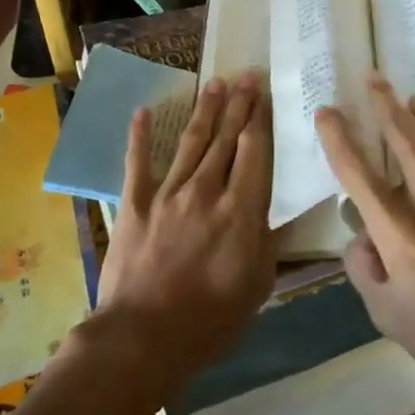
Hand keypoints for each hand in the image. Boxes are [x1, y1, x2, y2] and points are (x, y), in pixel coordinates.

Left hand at [95, 71, 276, 389]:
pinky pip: (138, 163)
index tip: (265, 93)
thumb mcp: (257, 286)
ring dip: (204, 111)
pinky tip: (144, 111)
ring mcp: (168, 193)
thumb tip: (279, 212)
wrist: (142, 339)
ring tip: (215, 84)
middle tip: (246, 75)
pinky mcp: (135, 204)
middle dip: (238, 104)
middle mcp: (206, 190)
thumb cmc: (210, 320)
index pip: (254, 151)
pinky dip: (140, 136)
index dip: (260, 118)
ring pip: (191, 142)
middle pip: (225, 137)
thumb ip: (268, 242)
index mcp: (240, 209)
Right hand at [317, 77, 414, 405]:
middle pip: (401, 134)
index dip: (337, 137)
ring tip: (414, 98)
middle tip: (372, 78)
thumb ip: (363, 270)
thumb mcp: (387, 318)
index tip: (327, 112)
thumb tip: (359, 233)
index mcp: (399, 233)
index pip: (357, 172)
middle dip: (382, 101)